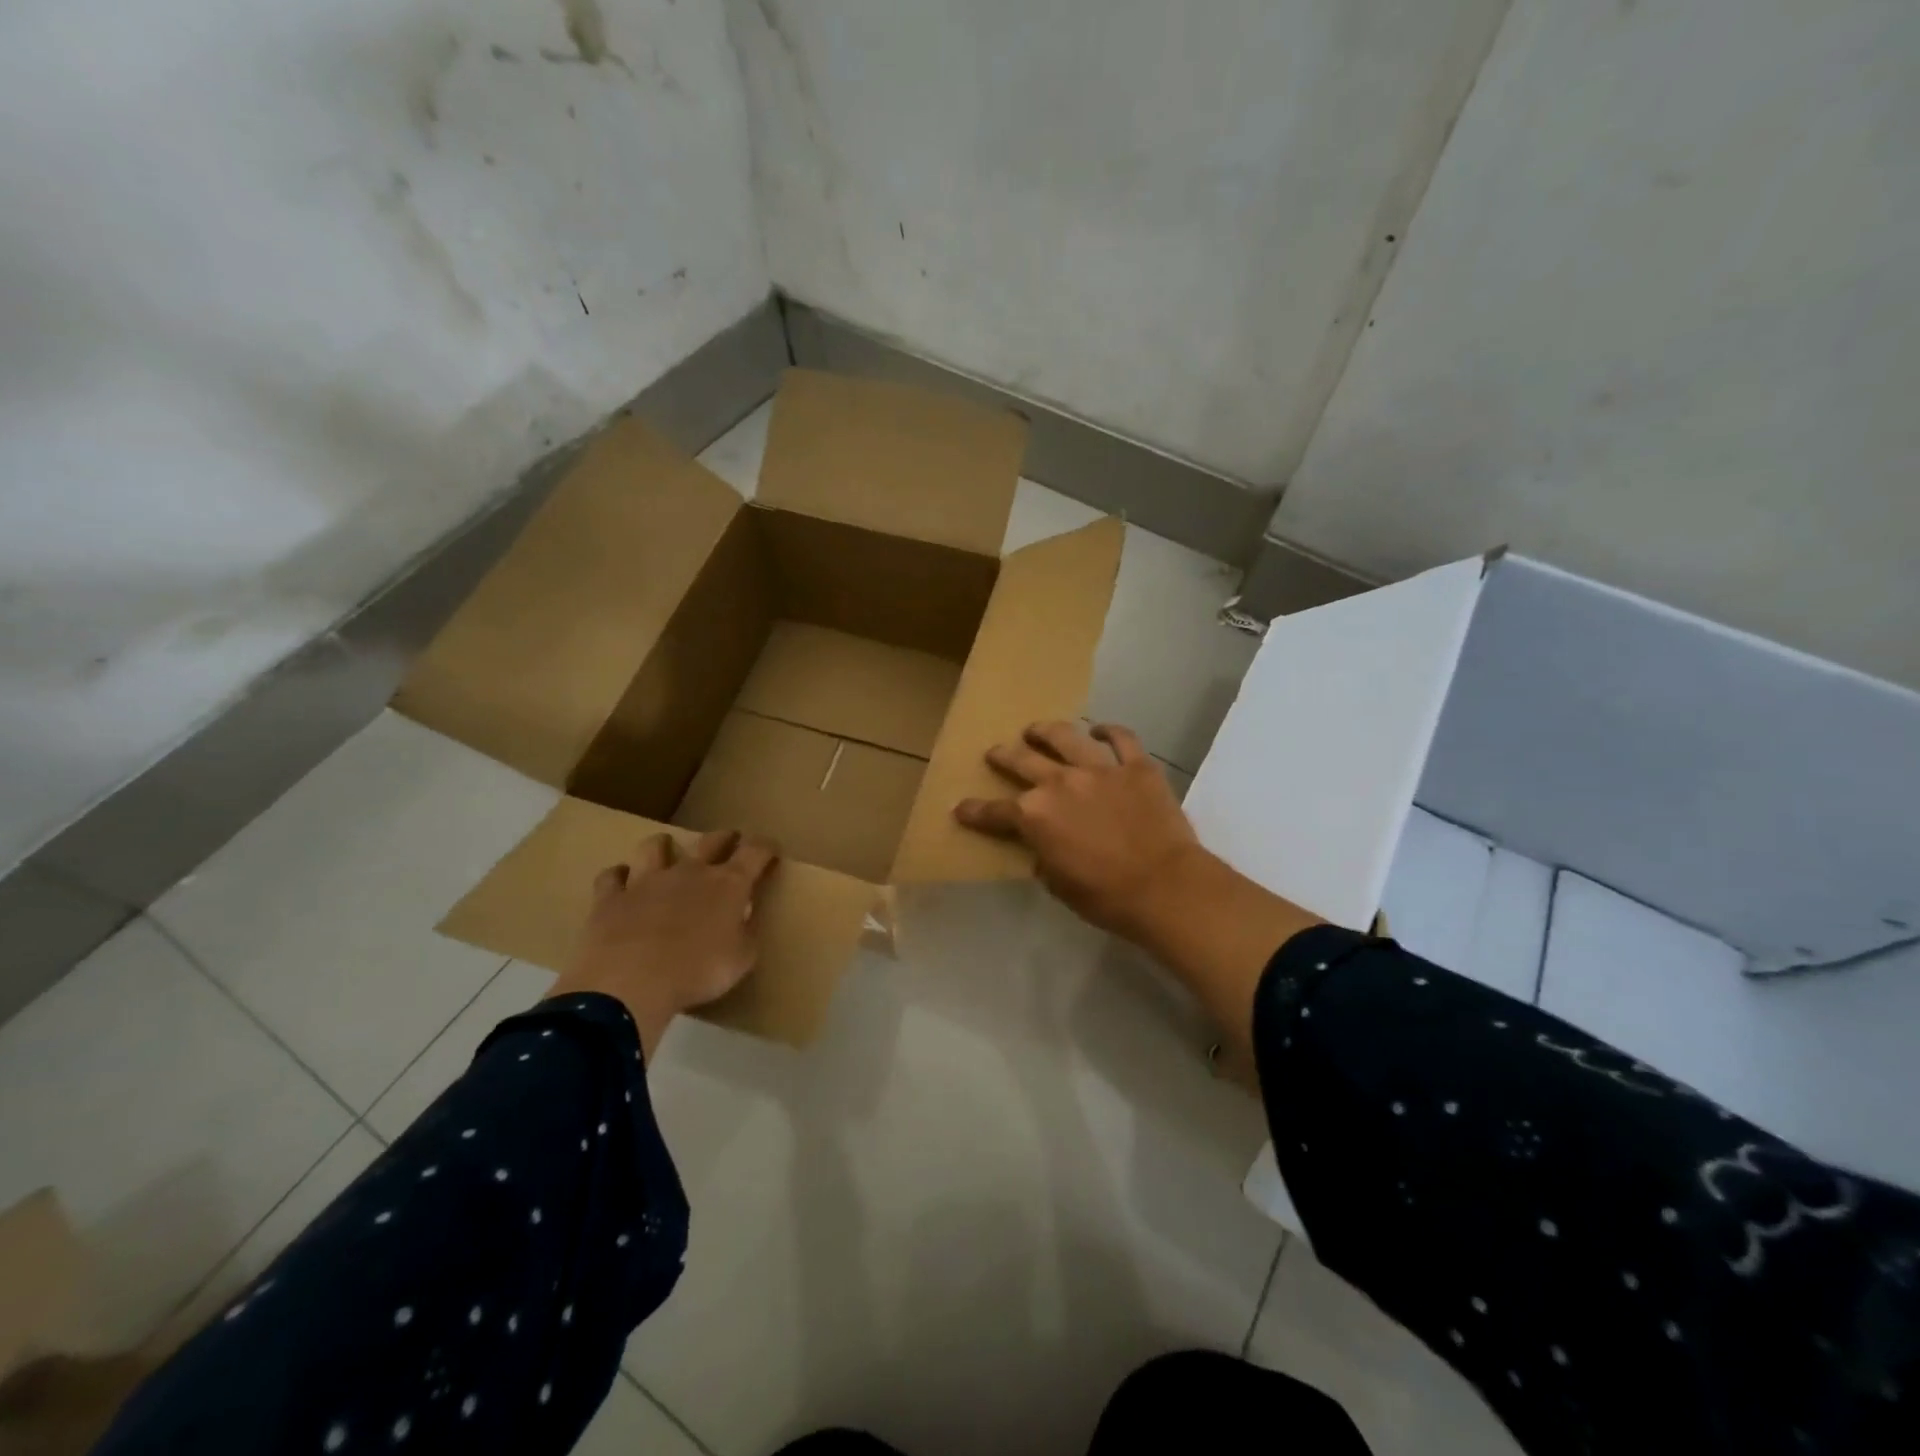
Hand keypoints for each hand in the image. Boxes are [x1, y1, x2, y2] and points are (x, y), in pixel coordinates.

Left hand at [547, 829, 777, 1057]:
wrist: (631, 983)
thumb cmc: (698, 972)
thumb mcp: (741, 960)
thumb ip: (746, 934)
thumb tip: (744, 921)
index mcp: (728, 884)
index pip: (755, 851)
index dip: (766, 847)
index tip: (771, 850)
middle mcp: (690, 872)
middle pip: (711, 840)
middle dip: (725, 838)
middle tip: (730, 842)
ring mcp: (647, 881)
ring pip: (655, 847)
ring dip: (664, 846)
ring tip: (667, 852)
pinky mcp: (611, 898)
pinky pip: (612, 877)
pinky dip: (618, 877)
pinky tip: (621, 883)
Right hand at [953, 721, 1198, 940]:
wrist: (1164, 886)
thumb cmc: (1106, 896)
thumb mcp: (1059, 885)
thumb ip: (1045, 859)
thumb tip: (1044, 850)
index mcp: (1035, 816)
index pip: (995, 812)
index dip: (975, 811)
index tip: (961, 808)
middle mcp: (1060, 783)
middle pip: (1022, 761)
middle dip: (1003, 756)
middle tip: (995, 752)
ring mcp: (1099, 769)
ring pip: (1066, 737)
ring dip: (1045, 731)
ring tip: (1036, 730)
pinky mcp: (1136, 766)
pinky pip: (1121, 739)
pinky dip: (1109, 731)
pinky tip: (1100, 729)